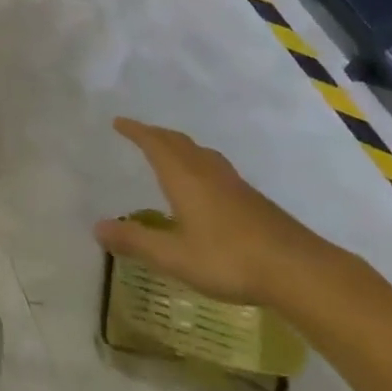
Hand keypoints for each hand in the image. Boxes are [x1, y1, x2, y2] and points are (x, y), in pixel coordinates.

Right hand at [95, 117, 335, 307]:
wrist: (295, 268)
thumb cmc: (227, 258)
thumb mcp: (175, 256)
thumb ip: (136, 241)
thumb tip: (97, 227)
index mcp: (183, 175)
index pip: (153, 142)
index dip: (135, 131)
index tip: (119, 122)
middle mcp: (205, 169)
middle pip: (176, 141)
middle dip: (155, 135)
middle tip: (139, 134)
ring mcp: (231, 181)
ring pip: (198, 152)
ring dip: (179, 146)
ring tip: (170, 153)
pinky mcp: (250, 197)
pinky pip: (214, 166)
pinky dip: (198, 162)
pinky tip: (204, 185)